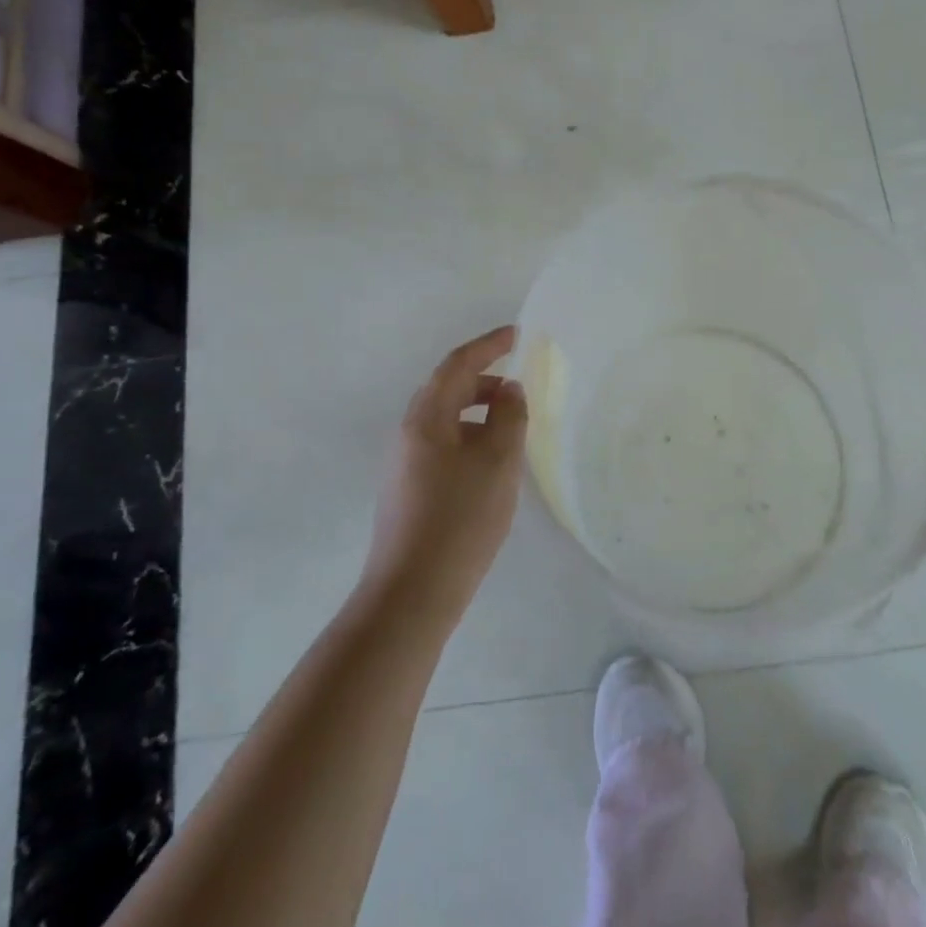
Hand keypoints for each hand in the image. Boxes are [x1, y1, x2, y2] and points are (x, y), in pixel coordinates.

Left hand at [361, 326, 528, 622]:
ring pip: (446, 419)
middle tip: (520, 385)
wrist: (413, 592)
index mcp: (427, 417)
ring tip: (512, 425)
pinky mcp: (409, 489)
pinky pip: (443, 444)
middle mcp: (409, 432)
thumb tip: (508, 390)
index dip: (489, 344)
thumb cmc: (460, 518)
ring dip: (478, 411)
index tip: (518, 334)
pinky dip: (470, 437)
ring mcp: (405, 462)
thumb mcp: (498, 461)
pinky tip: (491, 463)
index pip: (459, 364)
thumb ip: (508, 416)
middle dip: (484, 378)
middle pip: (448, 388)